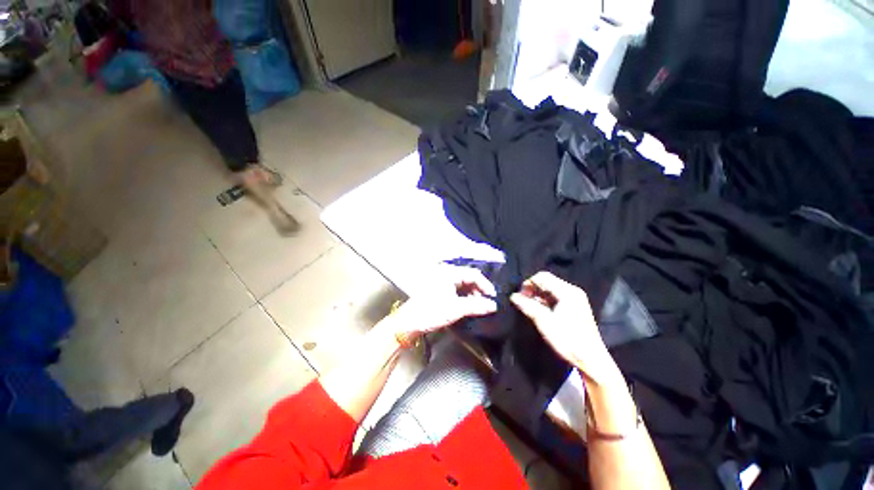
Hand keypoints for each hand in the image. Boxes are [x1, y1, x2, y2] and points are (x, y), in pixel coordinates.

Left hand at [385, 265, 497, 335]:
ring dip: (472, 293)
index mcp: (449, 272)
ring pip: (462, 283)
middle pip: (468, 278)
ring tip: (478, 306)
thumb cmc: (431, 312)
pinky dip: (464, 296)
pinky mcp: (438, 288)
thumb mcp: (456, 309)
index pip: (474, 274)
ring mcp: (441, 280)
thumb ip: (476, 305)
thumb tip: (494, 305)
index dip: (485, 285)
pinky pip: (456, 289)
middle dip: (479, 290)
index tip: (493, 298)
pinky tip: (467, 305)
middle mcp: (445, 273)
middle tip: (486, 303)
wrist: (409, 322)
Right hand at [510, 271, 621, 386]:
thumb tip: (513, 296)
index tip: (519, 295)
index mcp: (567, 292)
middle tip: (522, 300)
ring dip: (538, 295)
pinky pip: (556, 297)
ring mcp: (575, 299)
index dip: (528, 283)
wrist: (590, 360)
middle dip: (532, 289)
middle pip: (547, 281)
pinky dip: (545, 300)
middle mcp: (572, 291)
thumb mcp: (545, 322)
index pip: (542, 277)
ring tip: (528, 306)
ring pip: (550, 289)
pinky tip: (539, 310)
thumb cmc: (567, 339)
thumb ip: (528, 306)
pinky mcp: (575, 307)